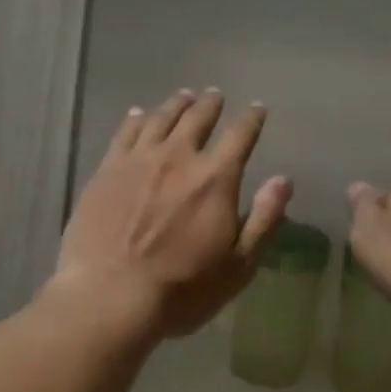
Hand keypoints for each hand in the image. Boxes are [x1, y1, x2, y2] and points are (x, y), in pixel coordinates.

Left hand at [54, 89, 291, 339]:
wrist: (110, 296)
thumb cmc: (182, 289)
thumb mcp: (238, 265)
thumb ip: (263, 219)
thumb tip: (284, 180)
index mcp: (215, 179)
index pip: (240, 136)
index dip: (252, 119)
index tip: (257, 108)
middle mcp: (178, 158)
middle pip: (197, 119)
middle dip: (210, 105)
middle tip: (214, 95)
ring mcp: (138, 160)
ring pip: (160, 119)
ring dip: (176, 105)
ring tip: (183, 97)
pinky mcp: (106, 170)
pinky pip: (125, 132)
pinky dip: (136, 118)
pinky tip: (138, 114)